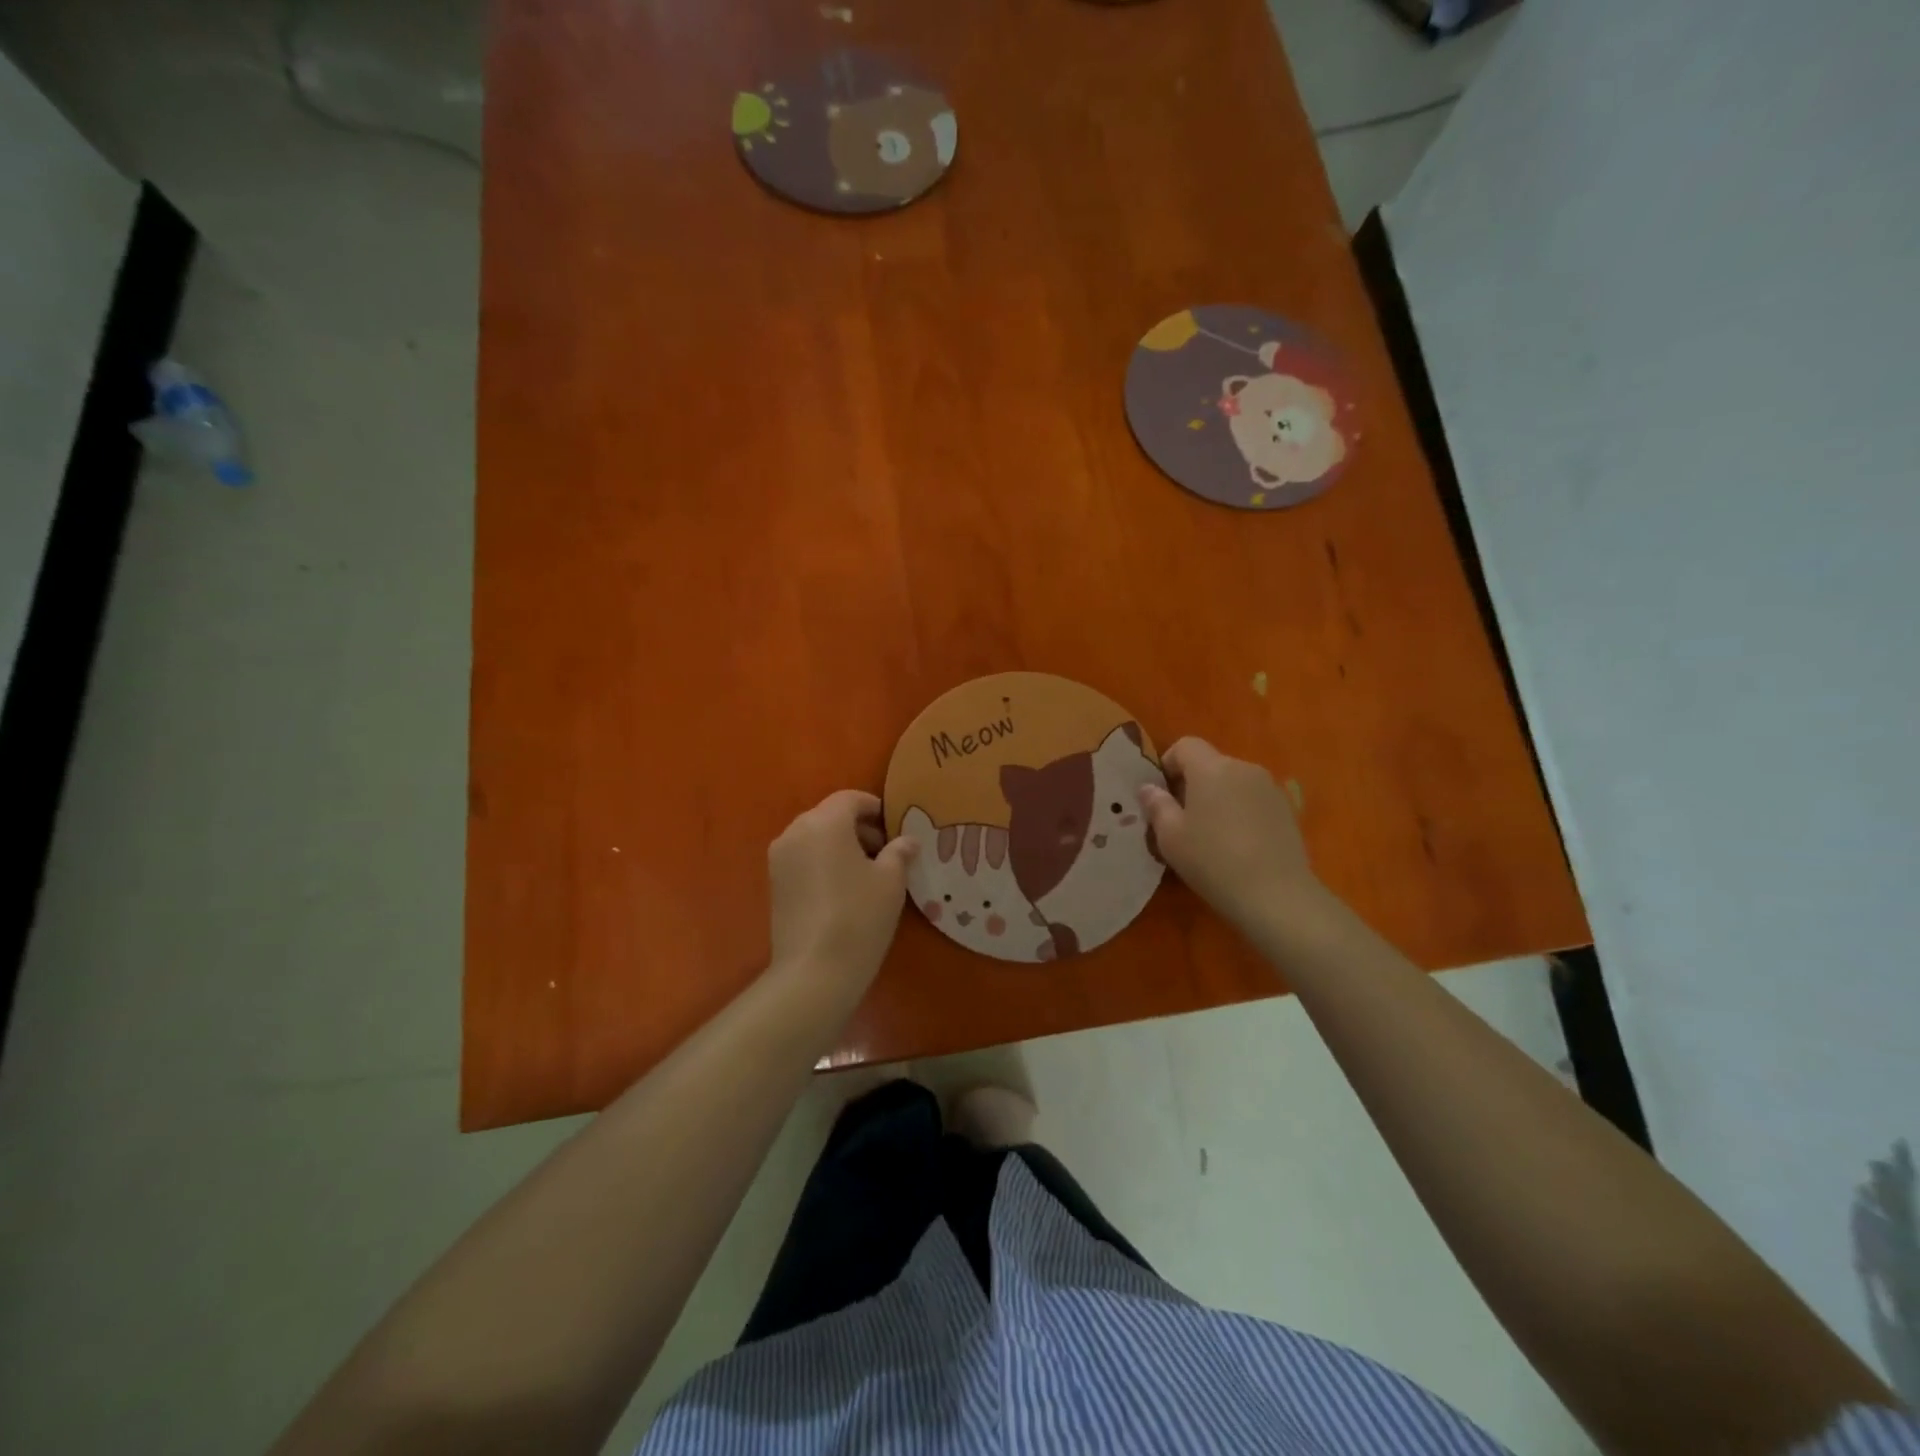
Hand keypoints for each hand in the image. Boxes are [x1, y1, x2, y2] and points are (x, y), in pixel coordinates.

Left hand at [767, 790, 917, 990]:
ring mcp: (780, 858)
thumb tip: (907, 841)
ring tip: (866, 873)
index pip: (850, 799)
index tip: (895, 828)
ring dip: (840, 845)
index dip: (875, 808)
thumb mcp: (891, 881)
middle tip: (885, 852)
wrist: (814, 970)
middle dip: (858, 827)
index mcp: (825, 822)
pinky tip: (843, 889)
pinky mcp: (774, 883)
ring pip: (815, 837)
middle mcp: (796, 831)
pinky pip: (803, 857)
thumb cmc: (859, 916)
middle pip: (830, 815)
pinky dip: (823, 861)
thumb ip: (899, 852)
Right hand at [1139, 737, 1322, 931]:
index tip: (1162, 795)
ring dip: (1218, 798)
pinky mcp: (1287, 810)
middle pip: (1211, 763)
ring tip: (1210, 835)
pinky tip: (1237, 845)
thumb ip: (1156, 805)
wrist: (1276, 895)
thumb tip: (1148, 788)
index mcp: (1212, 768)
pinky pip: (1253, 800)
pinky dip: (1240, 811)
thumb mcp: (1170, 837)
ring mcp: (1270, 788)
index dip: (1168, 764)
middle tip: (1181, 819)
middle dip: (1193, 784)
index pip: (1185, 745)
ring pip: (1233, 782)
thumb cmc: (1213, 860)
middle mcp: (1243, 768)